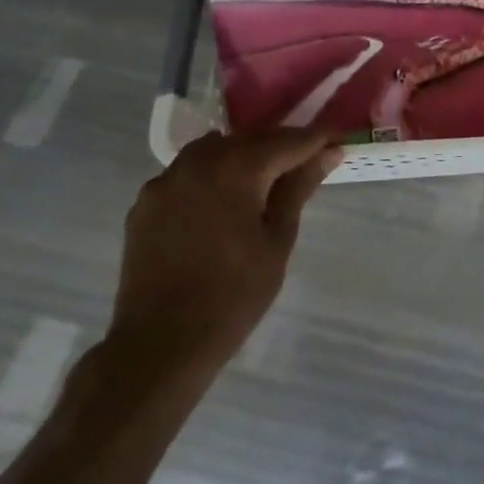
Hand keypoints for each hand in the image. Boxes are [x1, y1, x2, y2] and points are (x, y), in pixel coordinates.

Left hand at [106, 126, 340, 385]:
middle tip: (308, 161)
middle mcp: (200, 161)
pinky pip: (187, 173)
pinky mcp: (145, 202)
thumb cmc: (234, 294)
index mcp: (238, 168)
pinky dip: (210, 175)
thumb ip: (299, 188)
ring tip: (263, 179)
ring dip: (243, 156)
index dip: (317, 140)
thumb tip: (329, 153)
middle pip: (251, 139)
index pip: (289, 141)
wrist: (160, 344)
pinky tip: (220, 200)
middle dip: (281, 146)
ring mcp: (166, 180)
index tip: (338, 141)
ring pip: (215, 150)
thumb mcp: (278, 239)